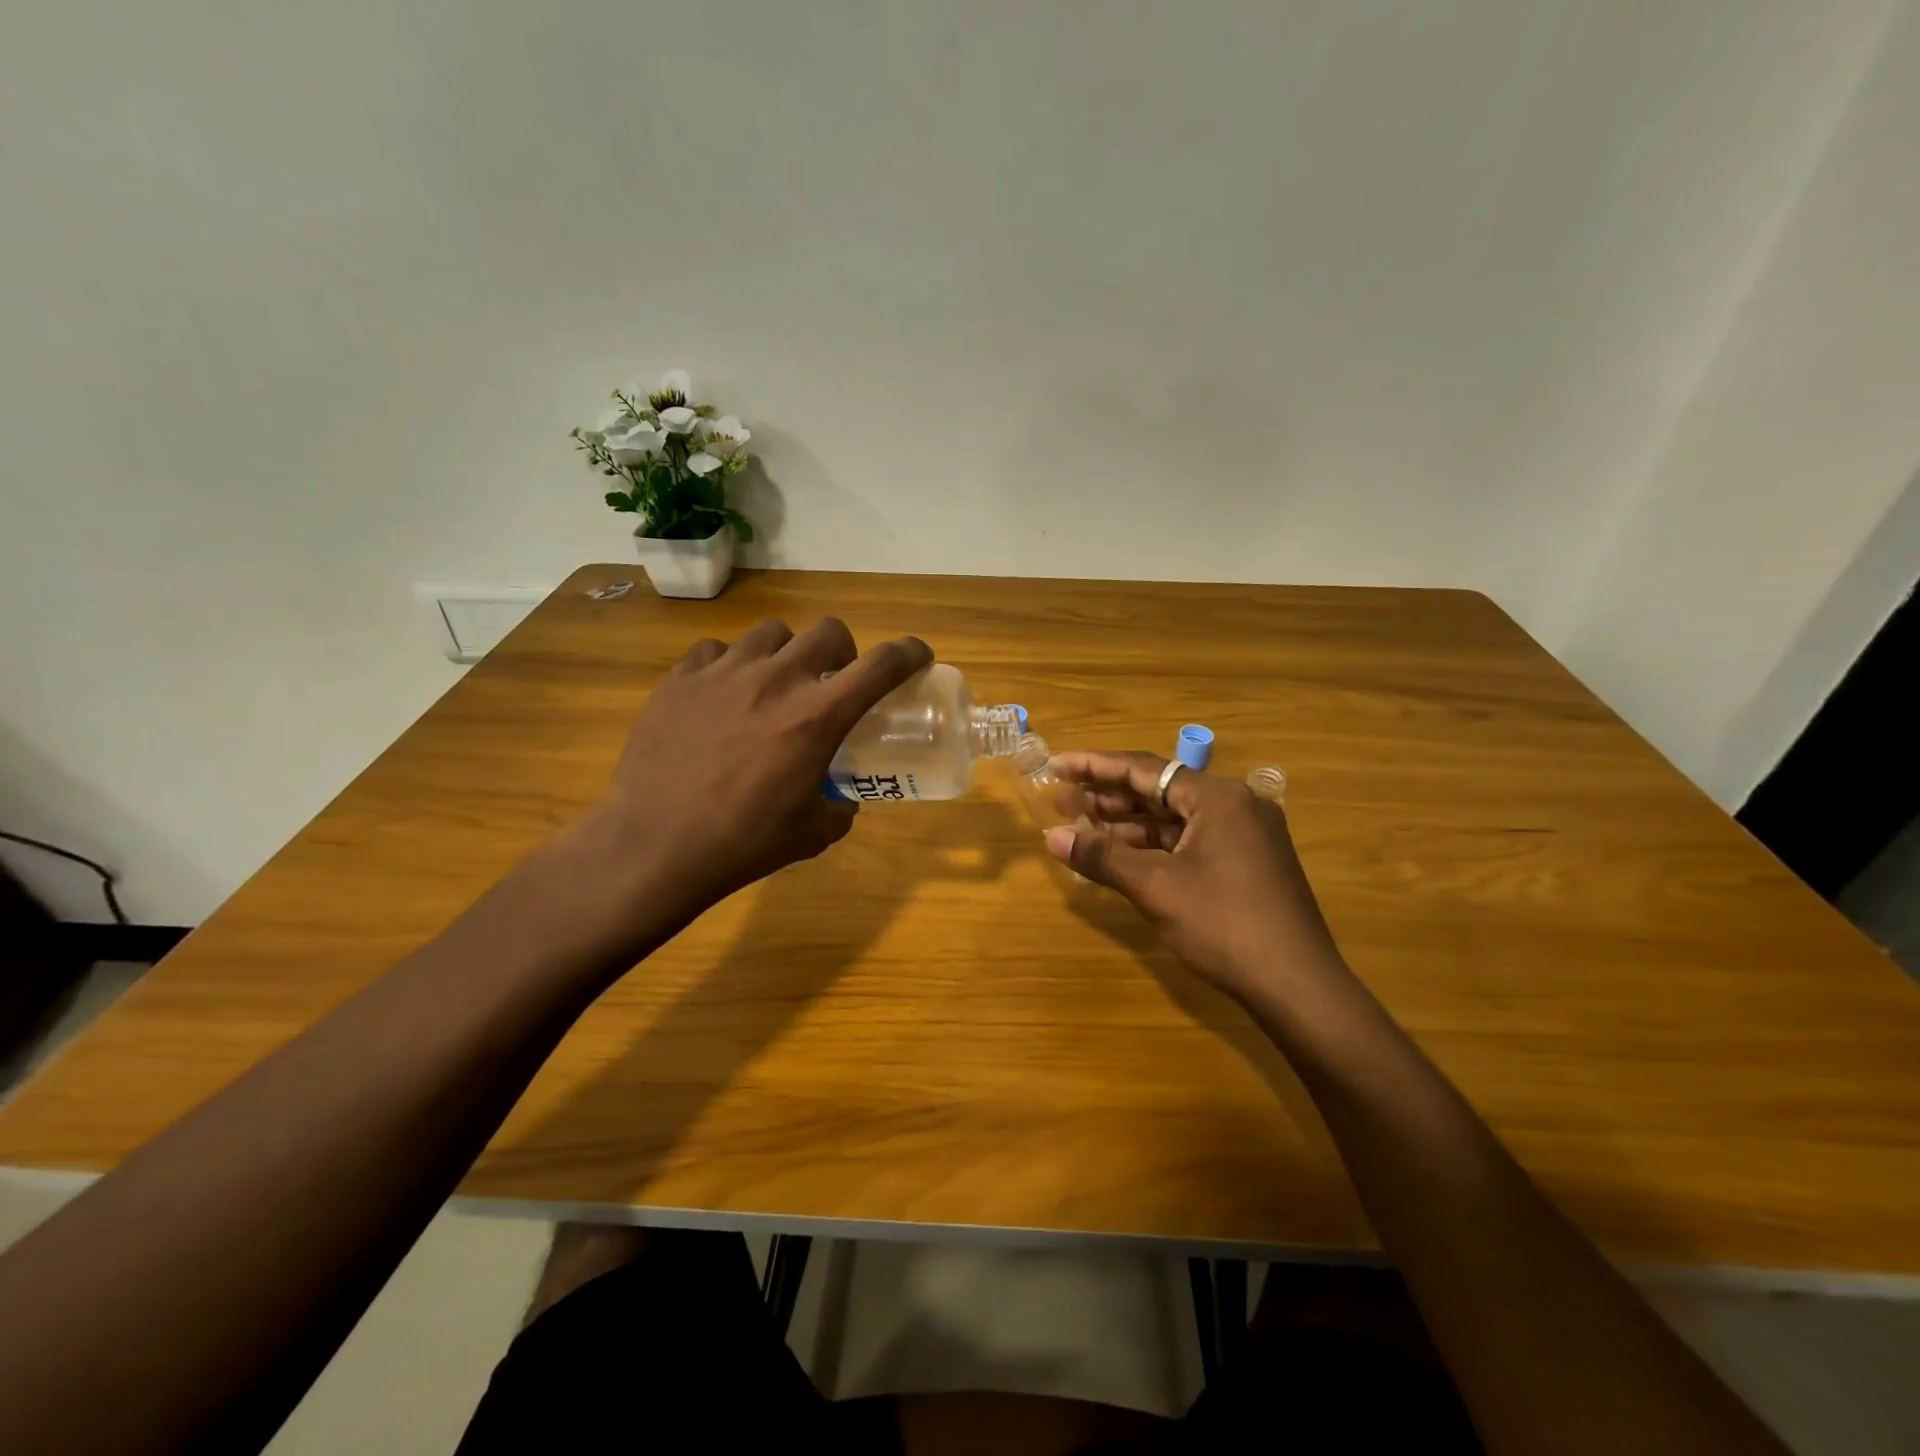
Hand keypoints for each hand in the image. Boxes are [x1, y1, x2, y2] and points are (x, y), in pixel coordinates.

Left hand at [566, 618, 930, 938]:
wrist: (653, 847)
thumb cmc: (742, 844)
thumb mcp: (812, 834)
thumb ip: (839, 808)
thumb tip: (842, 798)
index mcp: (817, 717)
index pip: (881, 665)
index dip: (909, 653)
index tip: (917, 657)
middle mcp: (776, 680)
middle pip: (827, 630)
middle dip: (843, 650)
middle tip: (832, 680)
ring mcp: (723, 673)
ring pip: (771, 632)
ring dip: (786, 652)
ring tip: (773, 684)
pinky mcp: (680, 679)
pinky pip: (715, 650)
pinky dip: (729, 665)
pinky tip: (721, 695)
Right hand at [1045, 751, 1348, 1003]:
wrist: (1298, 986)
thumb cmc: (1224, 925)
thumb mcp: (1155, 888)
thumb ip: (1102, 856)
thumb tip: (1052, 837)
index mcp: (1217, 797)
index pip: (1144, 769)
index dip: (1094, 767)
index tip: (1056, 765)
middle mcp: (1235, 805)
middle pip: (1160, 790)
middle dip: (1108, 798)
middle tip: (1061, 803)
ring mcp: (1245, 835)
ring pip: (1174, 818)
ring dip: (1128, 825)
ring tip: (1081, 828)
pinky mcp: (1247, 862)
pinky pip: (1190, 840)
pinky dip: (1154, 846)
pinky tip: (1122, 856)